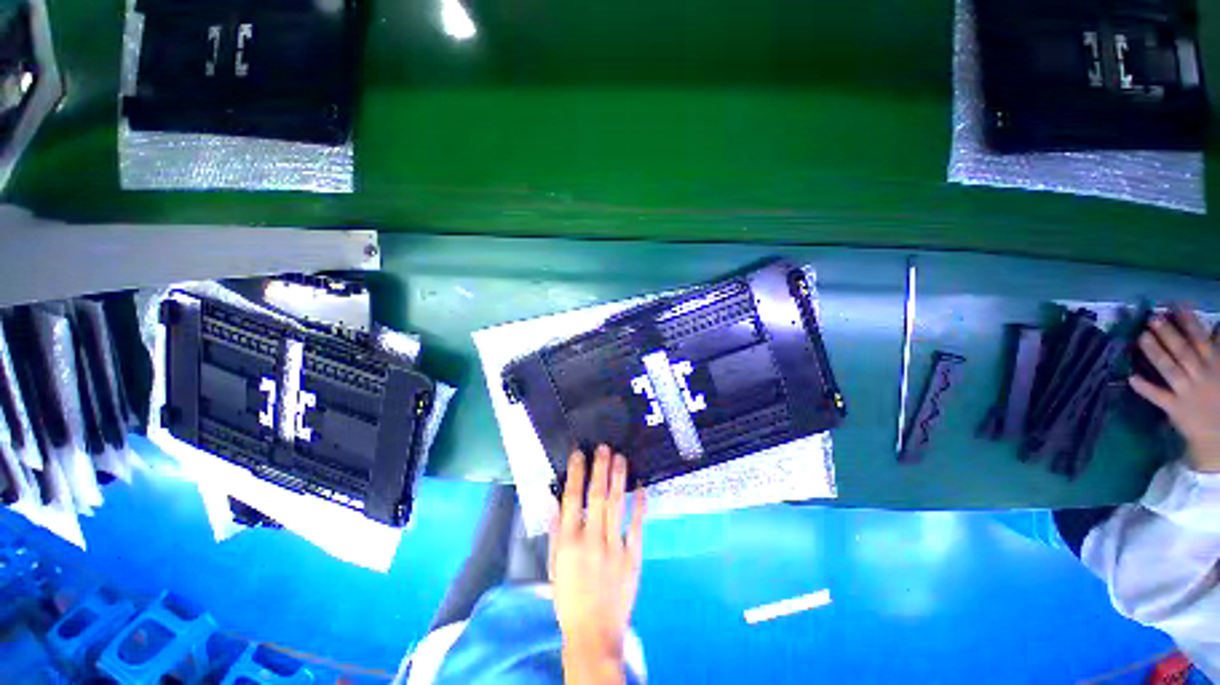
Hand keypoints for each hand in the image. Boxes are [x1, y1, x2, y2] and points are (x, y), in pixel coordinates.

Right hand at [550, 445, 645, 684]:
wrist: (594, 633)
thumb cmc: (569, 598)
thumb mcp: (555, 566)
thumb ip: (556, 533)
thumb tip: (557, 503)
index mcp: (569, 542)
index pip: (572, 498)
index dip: (577, 473)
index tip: (580, 453)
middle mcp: (591, 539)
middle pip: (596, 496)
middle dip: (600, 468)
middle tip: (604, 447)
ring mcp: (613, 546)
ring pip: (616, 505)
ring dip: (618, 479)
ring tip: (621, 458)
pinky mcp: (632, 556)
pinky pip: (637, 525)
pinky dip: (639, 504)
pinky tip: (641, 487)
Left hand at [1131, 307, 1219, 472]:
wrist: (1219, 435)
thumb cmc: (1218, 396)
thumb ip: (1217, 349)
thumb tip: (1216, 327)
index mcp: (1215, 365)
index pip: (1201, 339)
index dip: (1188, 321)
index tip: (1175, 305)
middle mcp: (1202, 375)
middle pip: (1183, 351)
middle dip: (1168, 333)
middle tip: (1152, 318)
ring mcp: (1187, 392)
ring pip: (1170, 368)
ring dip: (1155, 352)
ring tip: (1141, 336)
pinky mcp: (1175, 409)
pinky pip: (1158, 396)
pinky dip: (1145, 387)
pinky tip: (1131, 378)